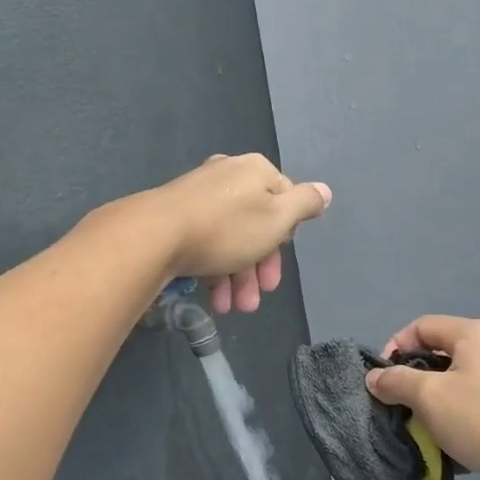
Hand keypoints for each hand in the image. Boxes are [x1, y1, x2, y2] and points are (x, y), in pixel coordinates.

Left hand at [142, 154, 331, 313]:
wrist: (154, 235)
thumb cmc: (226, 228)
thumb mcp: (277, 217)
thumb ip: (304, 204)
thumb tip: (324, 191)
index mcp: (255, 171)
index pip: (284, 201)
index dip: (284, 239)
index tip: (275, 268)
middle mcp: (227, 177)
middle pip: (255, 225)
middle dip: (258, 269)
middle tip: (255, 300)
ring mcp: (198, 195)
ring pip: (229, 239)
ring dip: (236, 278)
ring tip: (231, 308)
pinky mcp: (174, 216)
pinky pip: (204, 242)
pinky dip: (212, 269)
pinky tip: (213, 298)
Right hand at [366, 316, 479, 479]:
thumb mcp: (430, 399)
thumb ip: (397, 382)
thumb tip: (376, 377)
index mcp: (476, 332)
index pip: (422, 326)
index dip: (394, 348)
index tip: (383, 381)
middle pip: (444, 349)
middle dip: (417, 375)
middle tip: (404, 405)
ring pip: (465, 373)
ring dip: (441, 394)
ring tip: (431, 423)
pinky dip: (466, 407)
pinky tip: (464, 434)